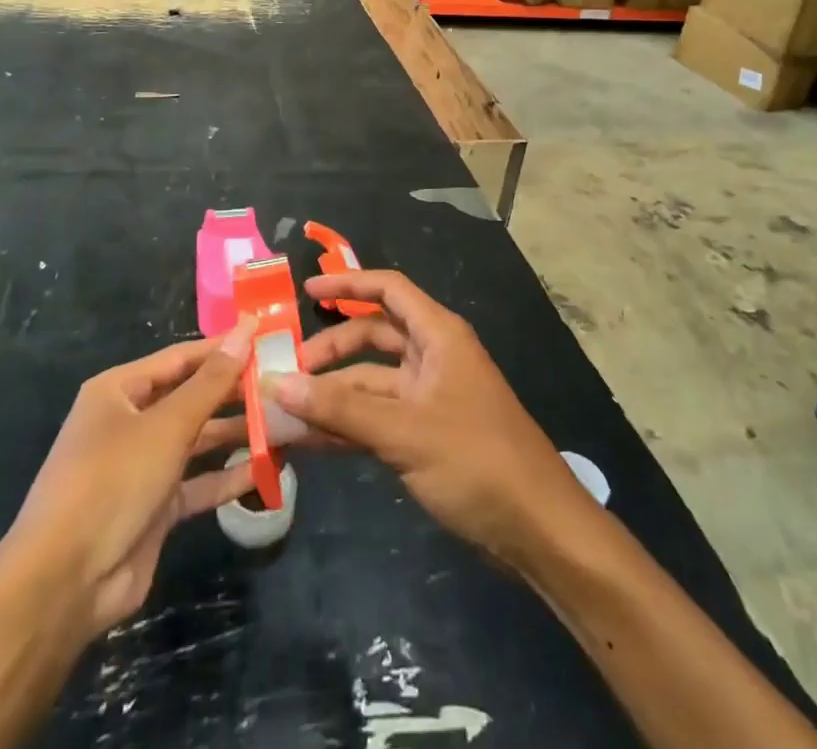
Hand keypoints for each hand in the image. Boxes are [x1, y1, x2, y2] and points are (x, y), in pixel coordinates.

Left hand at [2, 320, 254, 642]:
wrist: (65, 582)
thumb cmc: (112, 481)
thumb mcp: (167, 426)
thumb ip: (210, 382)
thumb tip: (244, 330)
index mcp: (119, 390)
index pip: (180, 358)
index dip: (222, 348)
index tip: (264, 337)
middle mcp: (129, 422)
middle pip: (190, 398)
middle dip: (233, 392)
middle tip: (282, 383)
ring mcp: (142, 467)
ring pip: (197, 440)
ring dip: (236, 434)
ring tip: (284, 422)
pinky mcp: (155, 508)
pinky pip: (197, 483)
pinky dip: (227, 477)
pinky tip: (267, 469)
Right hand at [272, 271, 593, 571]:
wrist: (539, 531)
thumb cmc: (477, 461)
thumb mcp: (404, 431)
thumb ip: (340, 408)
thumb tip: (277, 384)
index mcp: (438, 335)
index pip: (387, 290)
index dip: (347, 283)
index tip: (306, 289)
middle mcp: (432, 357)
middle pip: (373, 336)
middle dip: (332, 349)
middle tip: (288, 371)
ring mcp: (429, 397)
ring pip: (371, 381)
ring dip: (333, 394)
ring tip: (287, 409)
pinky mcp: (426, 435)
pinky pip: (377, 417)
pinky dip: (347, 425)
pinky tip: (310, 440)